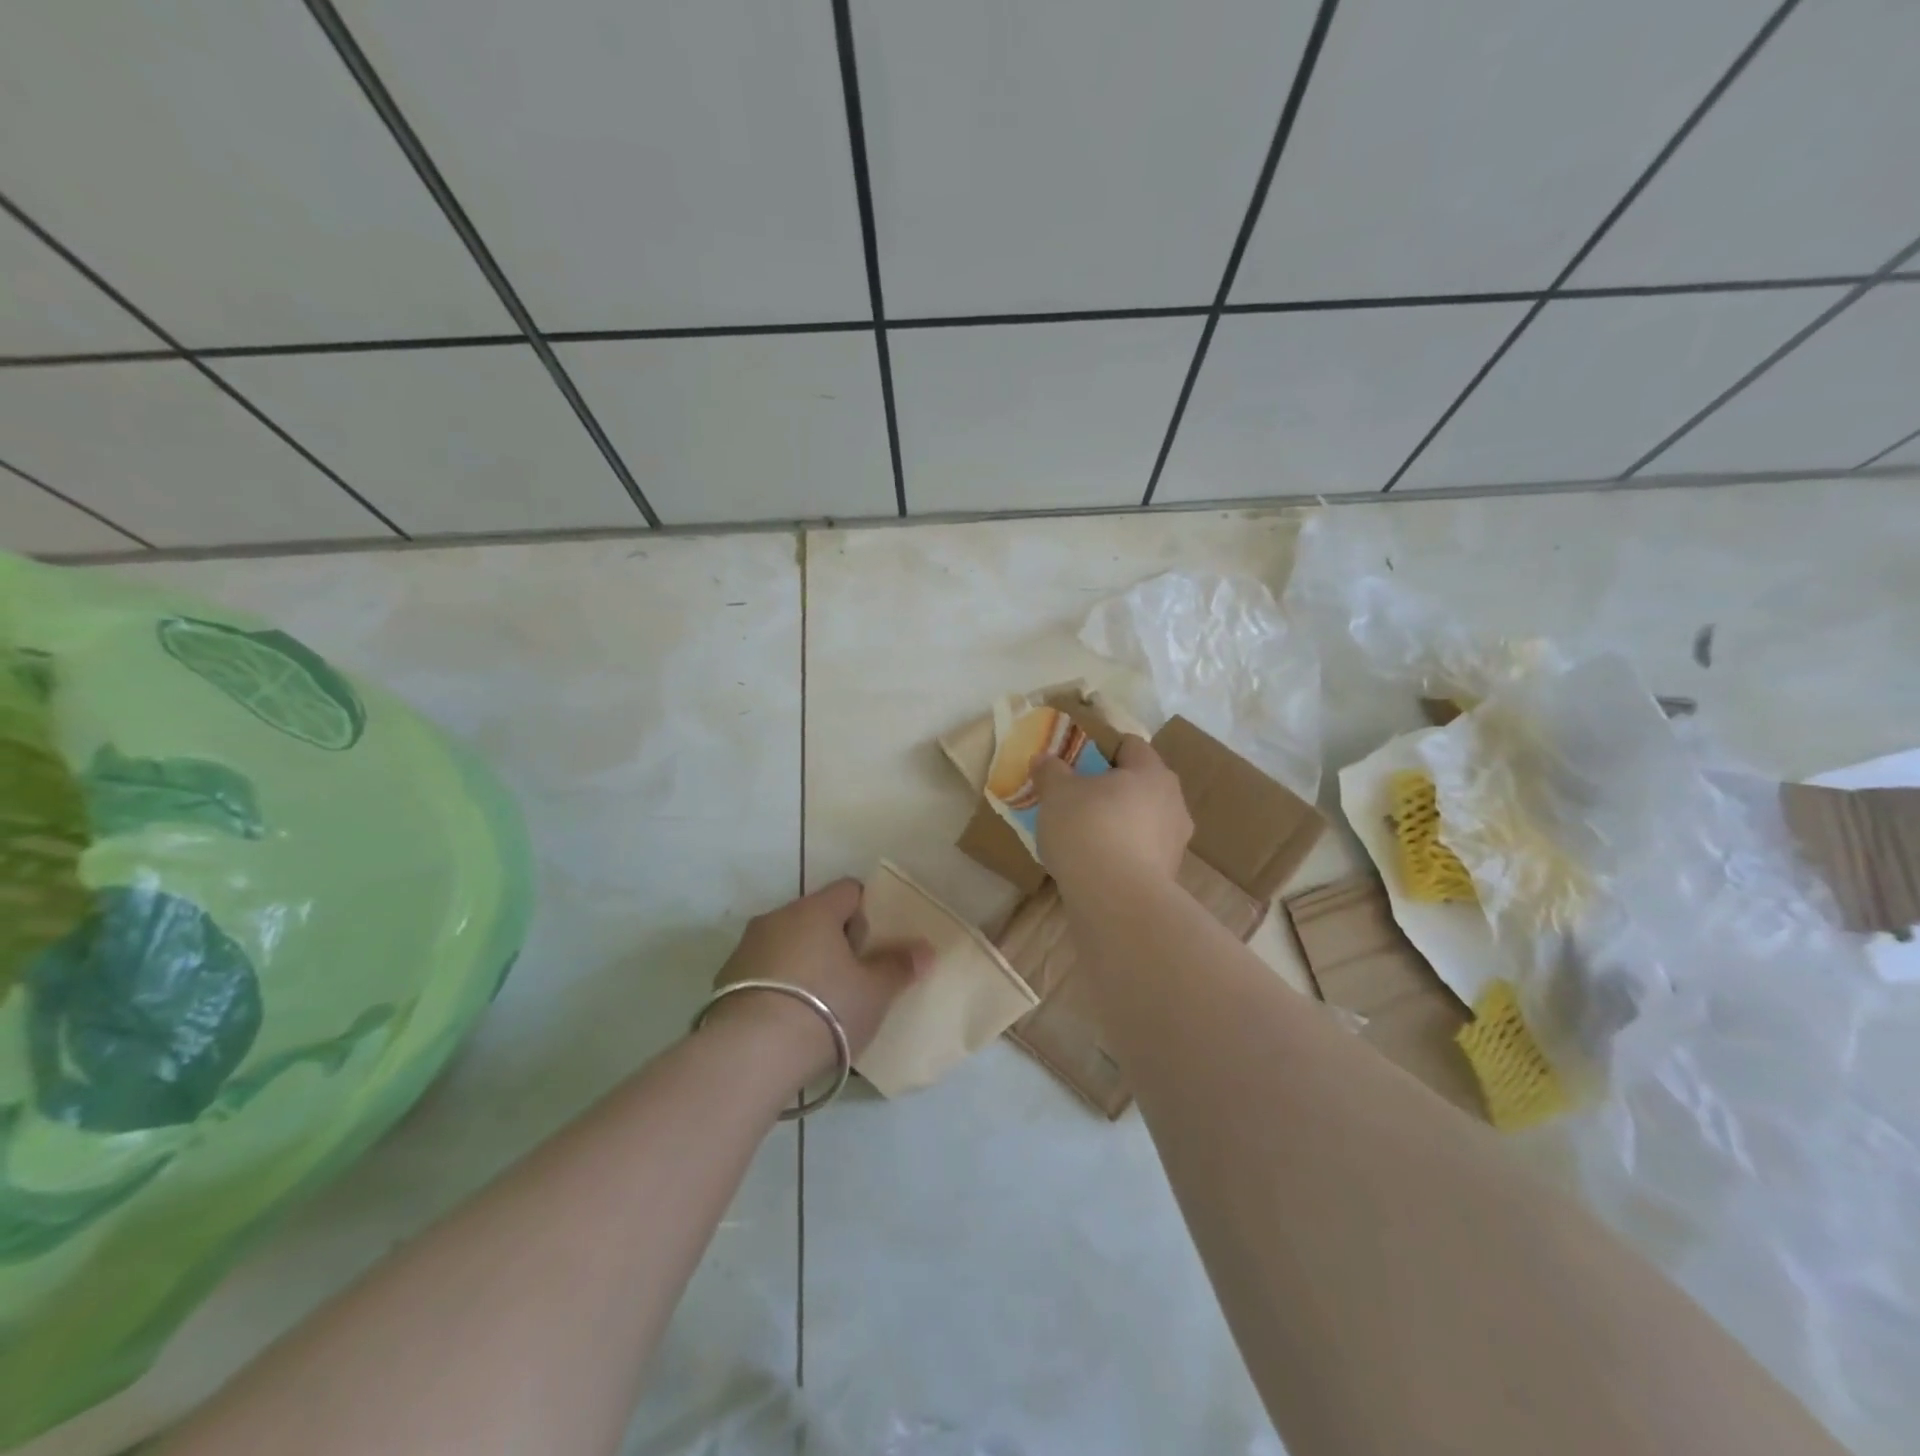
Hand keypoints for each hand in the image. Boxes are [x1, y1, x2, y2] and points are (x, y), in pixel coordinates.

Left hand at [706, 879, 928, 1081]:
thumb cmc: (826, 1010)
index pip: (849, 890)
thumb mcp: (874, 992)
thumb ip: (899, 966)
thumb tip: (925, 949)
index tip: (877, 942)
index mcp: (815, 910)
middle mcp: (777, 918)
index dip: (868, 910)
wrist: (751, 1055)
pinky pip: (763, 971)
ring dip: (804, 961)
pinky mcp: (725, 980)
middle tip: (854, 974)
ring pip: (786, 943)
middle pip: (815, 916)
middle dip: (835, 939)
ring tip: (821, 1001)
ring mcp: (746, 948)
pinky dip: (778, 984)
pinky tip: (788, 1017)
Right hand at [1032, 735, 1192, 893]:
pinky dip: (1120, 853)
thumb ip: (1051, 771)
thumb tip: (1045, 759)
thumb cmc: (1088, 829)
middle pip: (1139, 785)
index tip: (1077, 764)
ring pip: (1141, 821)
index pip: (1131, 746)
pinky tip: (1094, 865)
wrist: (1115, 900)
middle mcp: (1173, 802)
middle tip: (1076, 800)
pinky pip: (1140, 853)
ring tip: (1083, 836)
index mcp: (1152, 772)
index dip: (1103, 750)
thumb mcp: (1057, 793)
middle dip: (1110, 790)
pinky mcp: (1167, 876)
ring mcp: (1174, 842)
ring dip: (1118, 823)